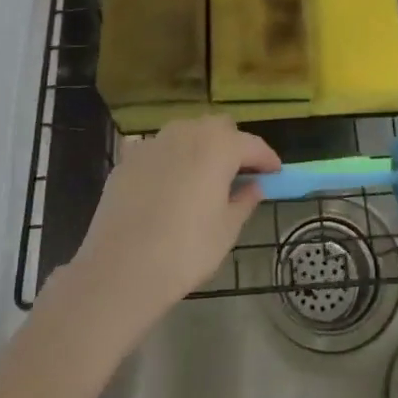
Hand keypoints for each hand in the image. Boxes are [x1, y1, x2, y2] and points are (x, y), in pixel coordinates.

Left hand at [68, 116, 278, 329]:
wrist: (120, 270)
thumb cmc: (185, 251)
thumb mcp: (226, 231)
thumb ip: (244, 201)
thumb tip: (253, 187)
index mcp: (218, 147)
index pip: (252, 145)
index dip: (267, 159)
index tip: (276, 173)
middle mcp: (186, 133)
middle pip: (218, 127)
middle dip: (233, 144)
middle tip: (240, 172)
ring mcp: (153, 143)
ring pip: (186, 132)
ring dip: (200, 146)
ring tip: (204, 175)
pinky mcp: (127, 160)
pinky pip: (157, 148)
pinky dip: (169, 158)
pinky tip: (168, 182)